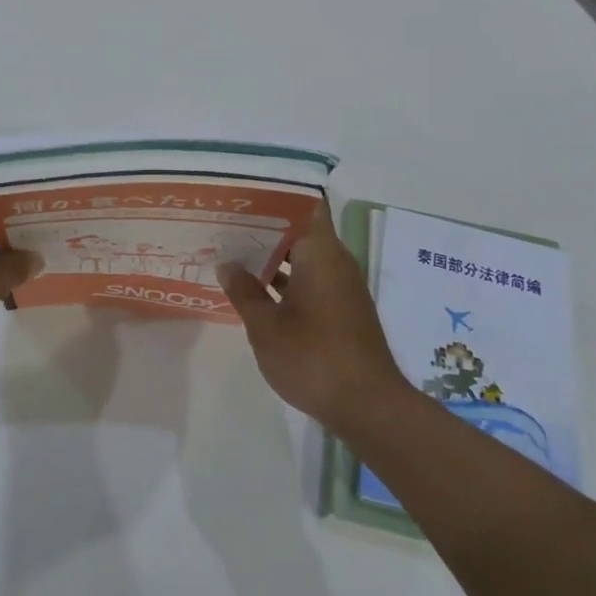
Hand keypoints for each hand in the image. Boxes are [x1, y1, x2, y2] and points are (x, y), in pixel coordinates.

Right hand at [219, 208, 408, 429]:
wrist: (368, 407)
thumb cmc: (314, 358)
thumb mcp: (266, 326)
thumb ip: (244, 291)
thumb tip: (227, 264)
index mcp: (321, 252)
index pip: (306, 202)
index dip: (277, 191)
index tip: (246, 188)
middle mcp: (335, 260)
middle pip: (301, 227)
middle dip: (265, 222)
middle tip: (226, 217)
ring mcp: (340, 285)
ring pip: (304, 254)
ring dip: (272, 252)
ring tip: (232, 247)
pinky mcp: (341, 308)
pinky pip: (310, 277)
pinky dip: (285, 276)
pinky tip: (255, 286)